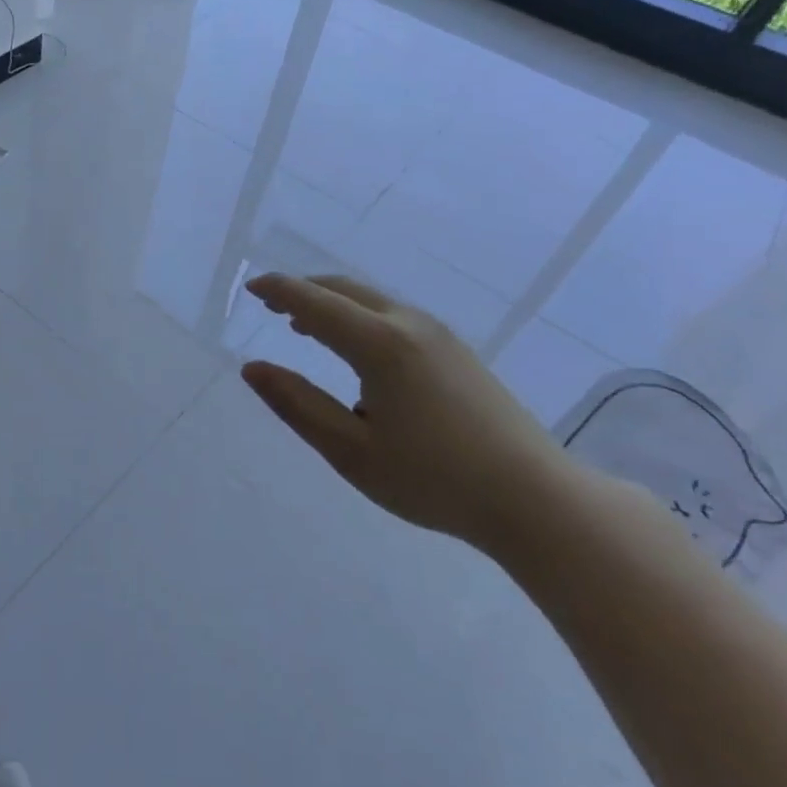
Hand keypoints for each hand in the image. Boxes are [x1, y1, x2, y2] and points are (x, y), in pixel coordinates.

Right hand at [240, 274, 571, 550]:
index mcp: (380, 345)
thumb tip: (253, 368)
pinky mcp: (457, 351)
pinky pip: (394, 315)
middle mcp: (409, 325)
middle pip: (345, 290)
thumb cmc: (433, 479)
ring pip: (372, 301)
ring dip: (333, 305)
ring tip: (305, 327)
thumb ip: (297, 404)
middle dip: (304, 291)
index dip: (279, 291)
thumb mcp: (351, 451)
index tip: (251, 288)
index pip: (315, 303)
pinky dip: (360, 317)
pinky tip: (357, 350)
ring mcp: (439, 335)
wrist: (535, 499)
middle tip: (272, 306)